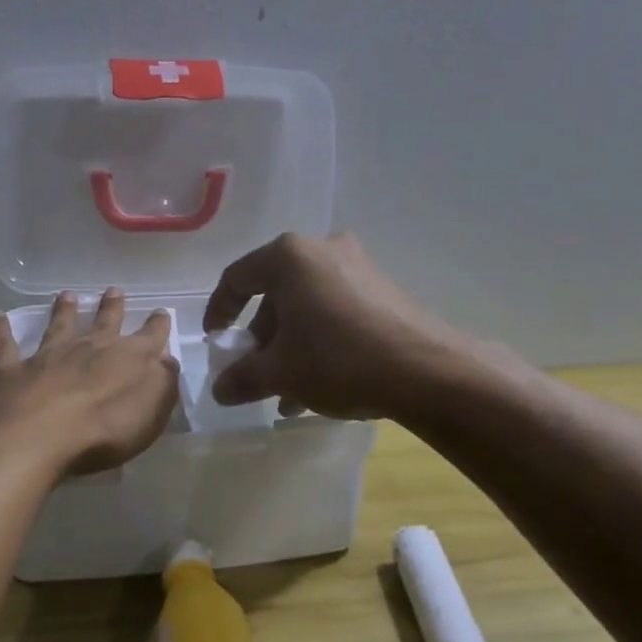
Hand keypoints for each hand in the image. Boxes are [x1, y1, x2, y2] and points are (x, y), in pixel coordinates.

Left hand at [0, 289, 179, 475]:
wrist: (36, 437)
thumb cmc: (103, 430)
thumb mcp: (151, 411)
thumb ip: (162, 383)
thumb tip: (166, 359)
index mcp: (126, 359)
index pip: (149, 337)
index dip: (157, 325)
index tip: (161, 312)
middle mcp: (87, 349)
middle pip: (103, 323)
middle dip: (112, 307)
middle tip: (114, 291)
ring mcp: (46, 357)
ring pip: (57, 326)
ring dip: (63, 310)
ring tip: (67, 295)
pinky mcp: (10, 371)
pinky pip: (4, 345)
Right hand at [202, 233, 458, 419]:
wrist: (426, 370)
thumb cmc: (337, 359)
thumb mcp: (281, 372)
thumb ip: (243, 377)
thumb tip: (220, 390)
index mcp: (289, 256)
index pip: (238, 278)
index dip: (219, 311)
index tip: (216, 341)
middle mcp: (323, 250)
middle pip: (275, 293)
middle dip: (261, 337)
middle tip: (255, 372)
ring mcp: (358, 266)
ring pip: (307, 305)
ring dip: (291, 345)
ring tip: (287, 392)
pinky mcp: (383, 288)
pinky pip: (336, 310)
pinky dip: (320, 339)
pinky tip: (320, 384)